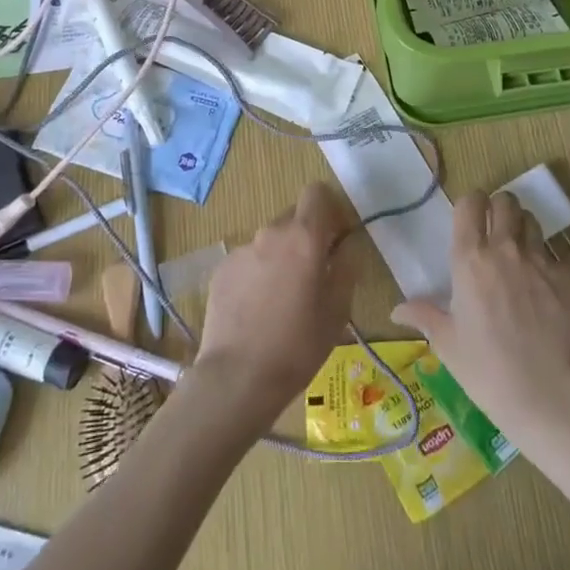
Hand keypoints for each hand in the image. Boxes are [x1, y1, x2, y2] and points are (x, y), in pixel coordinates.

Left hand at [193, 182, 358, 422]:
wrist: (237, 377)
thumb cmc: (298, 345)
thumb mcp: (338, 309)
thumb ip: (347, 266)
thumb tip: (347, 245)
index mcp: (304, 237)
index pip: (316, 192)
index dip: (329, 209)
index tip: (336, 237)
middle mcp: (270, 233)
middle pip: (294, 216)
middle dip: (307, 236)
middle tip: (314, 274)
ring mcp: (241, 250)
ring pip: (271, 241)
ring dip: (282, 257)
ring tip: (283, 300)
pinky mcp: (221, 270)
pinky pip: (249, 260)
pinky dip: (258, 274)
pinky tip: (258, 310)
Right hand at [392, 191, 569, 444]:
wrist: (544, 394)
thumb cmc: (485, 369)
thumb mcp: (446, 343)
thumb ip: (423, 316)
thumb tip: (396, 310)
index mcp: (469, 259)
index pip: (470, 204)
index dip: (470, 203)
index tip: (470, 216)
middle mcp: (504, 250)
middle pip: (505, 202)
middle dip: (499, 208)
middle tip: (495, 228)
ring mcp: (540, 262)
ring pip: (532, 222)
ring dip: (523, 229)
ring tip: (519, 252)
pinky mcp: (568, 279)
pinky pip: (557, 256)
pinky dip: (548, 263)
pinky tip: (544, 288)